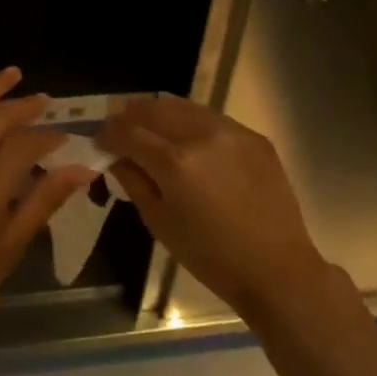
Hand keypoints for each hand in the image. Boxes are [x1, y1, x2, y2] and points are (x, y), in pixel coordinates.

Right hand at [99, 96, 328, 319]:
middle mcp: (202, 134)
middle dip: (130, 116)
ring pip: (183, 106)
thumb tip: (115, 156)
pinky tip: (189, 142)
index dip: (108, 134)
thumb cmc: (211, 257)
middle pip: (154, 108)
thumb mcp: (160, 223)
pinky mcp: (253, 135)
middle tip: (120, 130)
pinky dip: (191, 123)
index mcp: (175, 162)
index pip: (128, 132)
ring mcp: (231, 130)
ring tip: (151, 130)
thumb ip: (134, 181)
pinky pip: (211, 118)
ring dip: (160, 114)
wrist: (277, 269)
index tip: (99, 141)